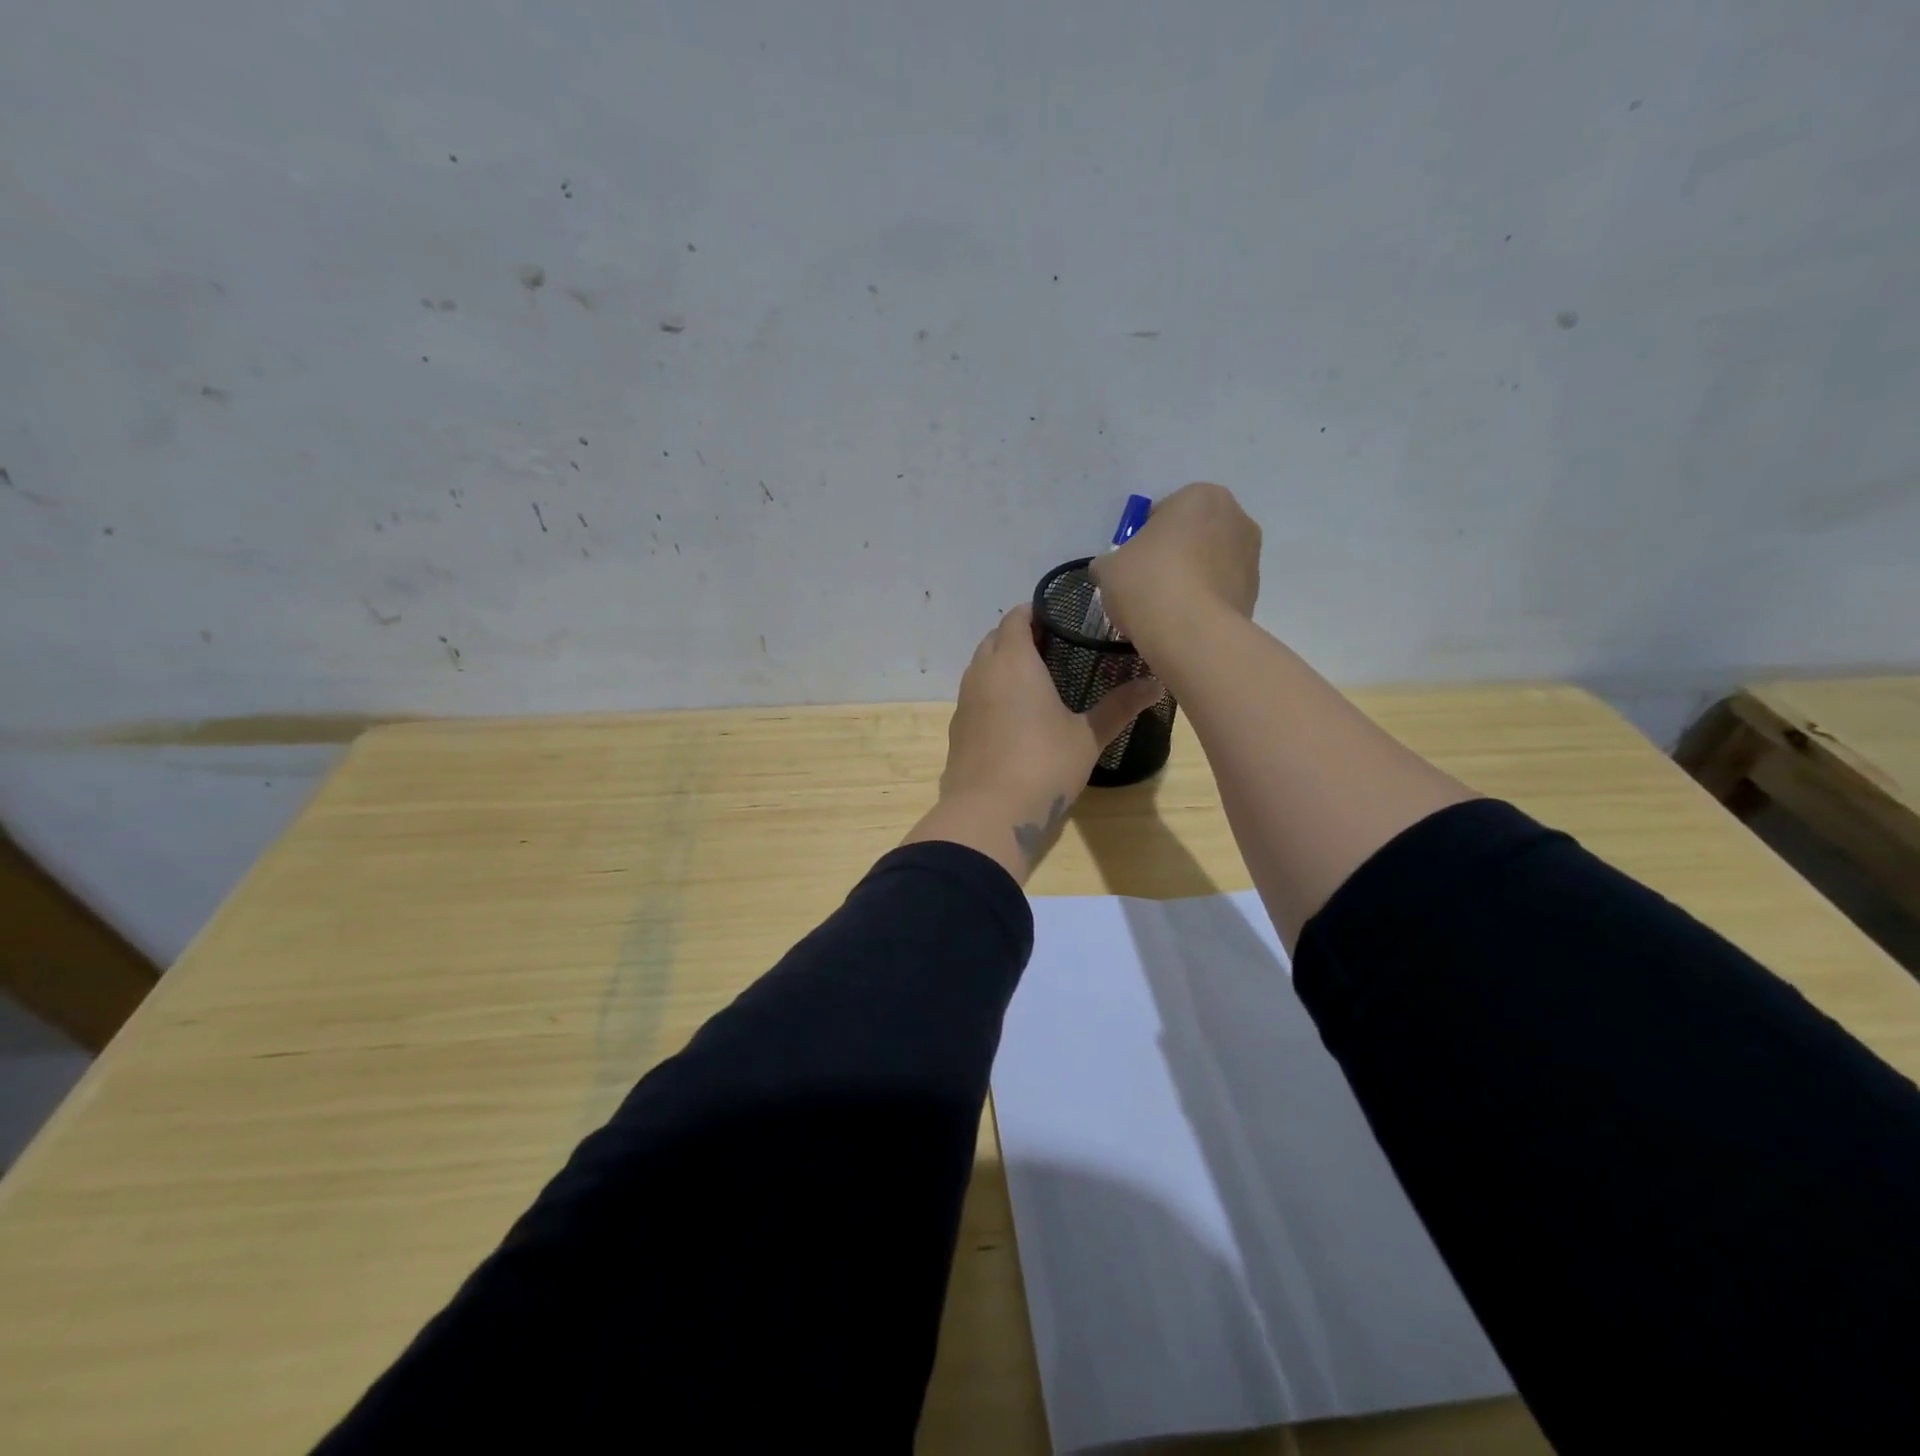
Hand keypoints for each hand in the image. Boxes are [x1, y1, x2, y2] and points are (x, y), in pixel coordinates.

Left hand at [903, 605, 1162, 881]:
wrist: (988, 814)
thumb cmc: (1043, 765)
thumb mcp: (1088, 737)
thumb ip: (1119, 706)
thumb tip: (1156, 684)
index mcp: (1013, 661)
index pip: (1016, 617)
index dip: (1036, 612)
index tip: (1062, 619)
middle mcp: (982, 673)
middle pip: (995, 638)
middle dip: (1019, 636)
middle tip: (1055, 648)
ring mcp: (964, 701)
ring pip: (980, 667)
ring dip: (1002, 665)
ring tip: (1037, 680)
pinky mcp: (956, 729)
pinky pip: (974, 696)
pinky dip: (991, 693)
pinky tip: (1014, 716)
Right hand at [1087, 482, 1259, 650]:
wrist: (1191, 633)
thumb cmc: (1148, 583)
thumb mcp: (1109, 567)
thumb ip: (1110, 561)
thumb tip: (1111, 568)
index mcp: (1199, 496)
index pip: (1162, 513)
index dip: (1142, 538)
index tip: (1131, 565)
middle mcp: (1235, 516)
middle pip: (1192, 535)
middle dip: (1172, 555)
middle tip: (1147, 585)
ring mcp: (1251, 556)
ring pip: (1209, 563)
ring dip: (1191, 578)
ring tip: (1165, 609)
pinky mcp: (1255, 592)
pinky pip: (1220, 590)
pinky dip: (1204, 601)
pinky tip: (1183, 622)